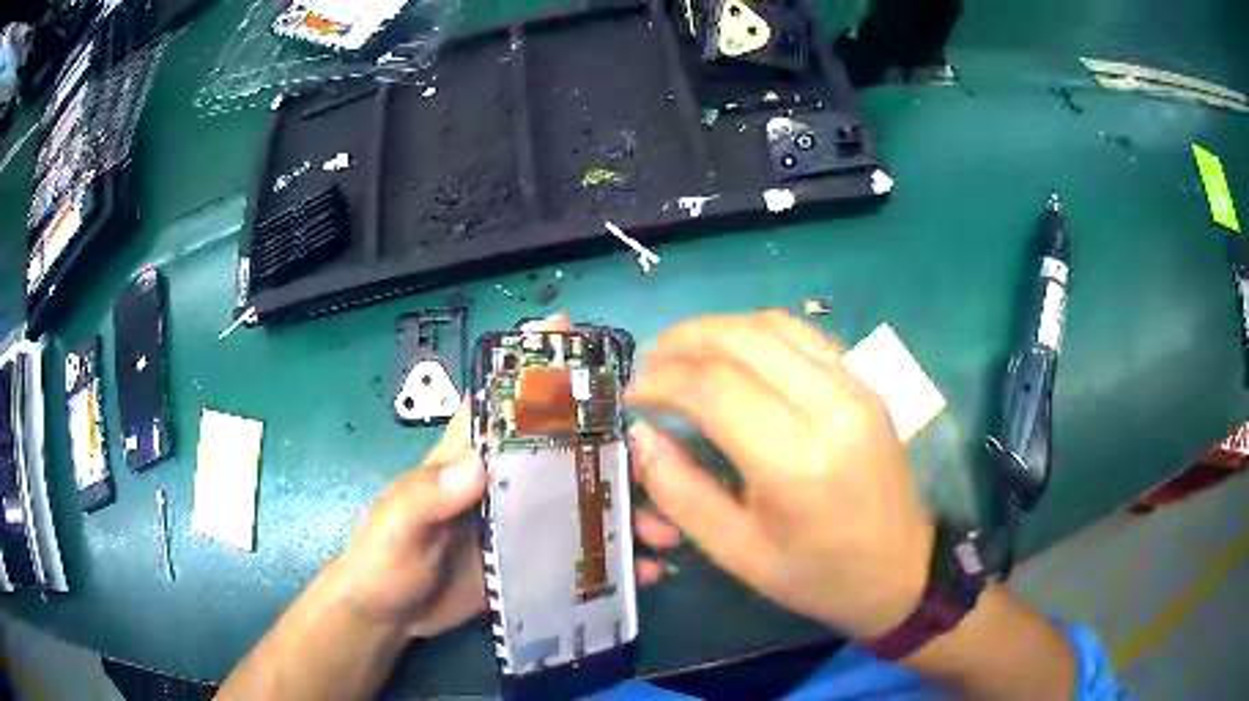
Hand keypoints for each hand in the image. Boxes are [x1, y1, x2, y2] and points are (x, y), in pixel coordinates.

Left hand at [334, 313, 680, 638]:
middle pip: (567, 453)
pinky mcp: (534, 562)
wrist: (391, 614)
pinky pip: (583, 555)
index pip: (504, 401)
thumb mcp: (397, 526)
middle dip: (613, 451)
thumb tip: (477, 465)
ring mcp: (523, 524)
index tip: (572, 331)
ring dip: (627, 513)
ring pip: (585, 504)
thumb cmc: (383, 559)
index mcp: (468, 459)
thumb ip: (426, 495)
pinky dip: (615, 562)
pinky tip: (643, 574)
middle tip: (657, 465)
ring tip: (663, 534)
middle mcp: (504, 483)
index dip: (534, 364)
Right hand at [626, 311, 934, 640]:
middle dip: (684, 341)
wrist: (901, 570)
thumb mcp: (738, 553)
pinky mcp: (866, 383)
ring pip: (774, 325)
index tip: (632, 393)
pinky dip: (757, 332)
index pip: (714, 388)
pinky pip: (804, 335)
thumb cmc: (817, 576)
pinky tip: (734, 355)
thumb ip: (681, 493)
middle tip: (651, 365)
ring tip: (683, 354)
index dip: (662, 381)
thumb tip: (643, 434)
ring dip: (718, 328)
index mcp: (797, 463)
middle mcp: (831, 408)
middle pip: (743, 339)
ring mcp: (856, 388)